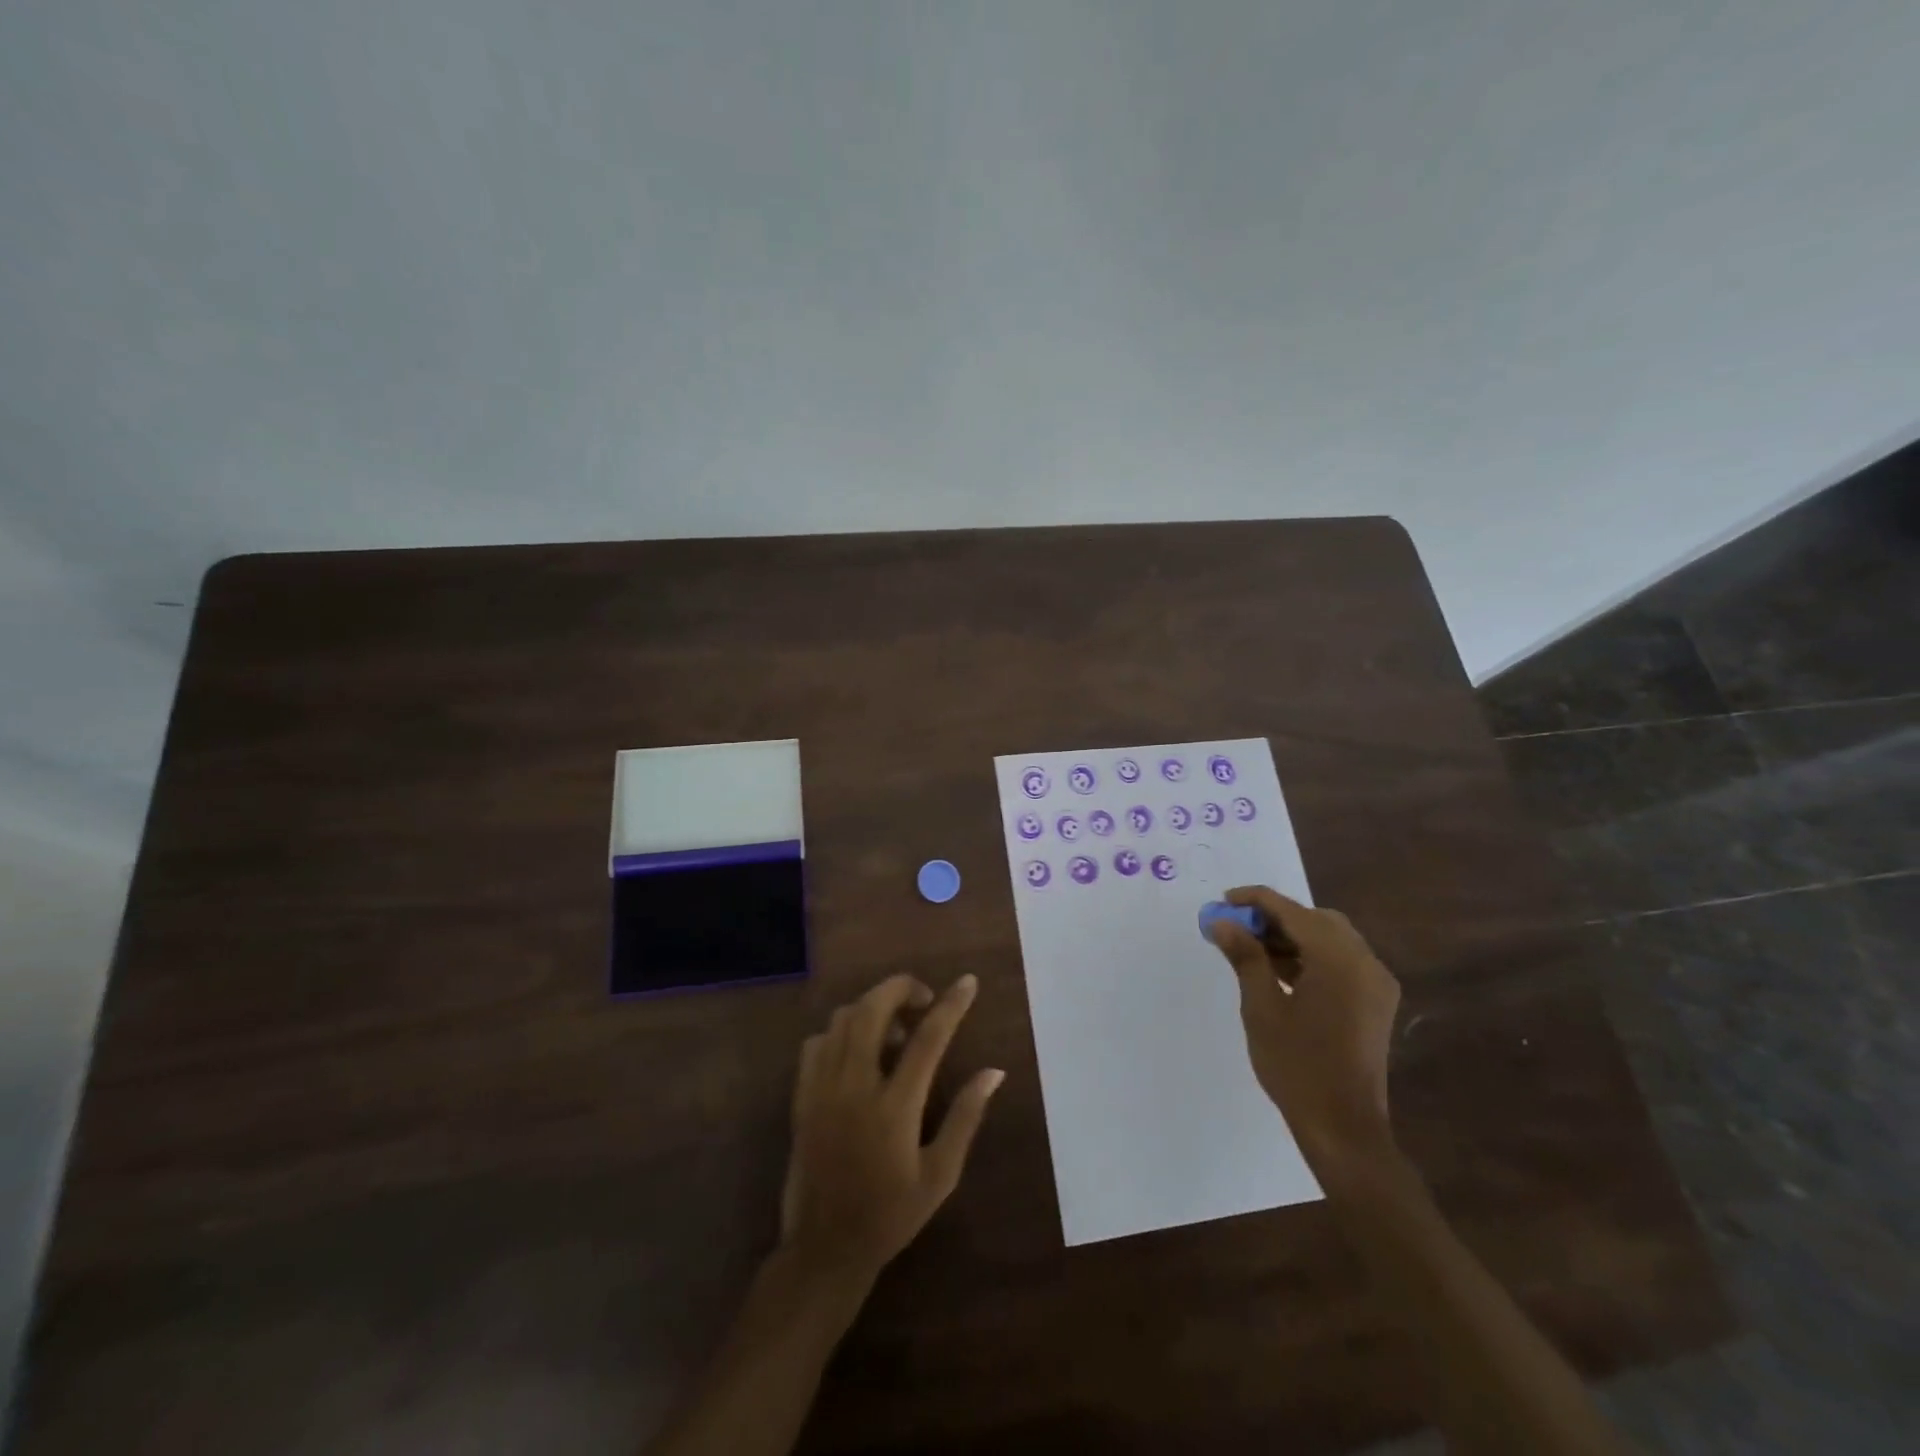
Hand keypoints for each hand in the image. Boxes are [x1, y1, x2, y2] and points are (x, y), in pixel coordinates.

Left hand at [779, 974, 1003, 1285]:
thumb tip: (994, 1073)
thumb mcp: (940, 1175)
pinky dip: (840, 1031)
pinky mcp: (802, 1096)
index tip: (968, 981)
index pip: (928, 1039)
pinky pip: (817, 1042)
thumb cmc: (891, 1214)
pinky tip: (857, 1050)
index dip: (951, 1005)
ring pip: (843, 1019)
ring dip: (872, 1008)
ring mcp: (823, 1088)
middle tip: (923, 1000)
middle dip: (901, 988)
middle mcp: (855, 1087)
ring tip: (894, 1029)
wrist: (825, 1248)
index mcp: (895, 1108)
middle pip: (873, 1010)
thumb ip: (965, 1117)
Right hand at [1205, 886, 1400, 1173]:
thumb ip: (1245, 956)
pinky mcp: (1376, 1002)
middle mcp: (1365, 962)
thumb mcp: (1261, 1007)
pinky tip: (1282, 972)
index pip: (1292, 911)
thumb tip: (1222, 922)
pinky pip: (1342, 961)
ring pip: (1331, 938)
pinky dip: (1312, 956)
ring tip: (1252, 950)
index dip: (1254, 900)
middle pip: (1316, 919)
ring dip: (1293, 936)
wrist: (1343, 1127)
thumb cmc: (1296, 1065)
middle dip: (1275, 917)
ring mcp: (1376, 983)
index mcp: (1338, 959)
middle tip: (1237, 928)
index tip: (1222, 901)